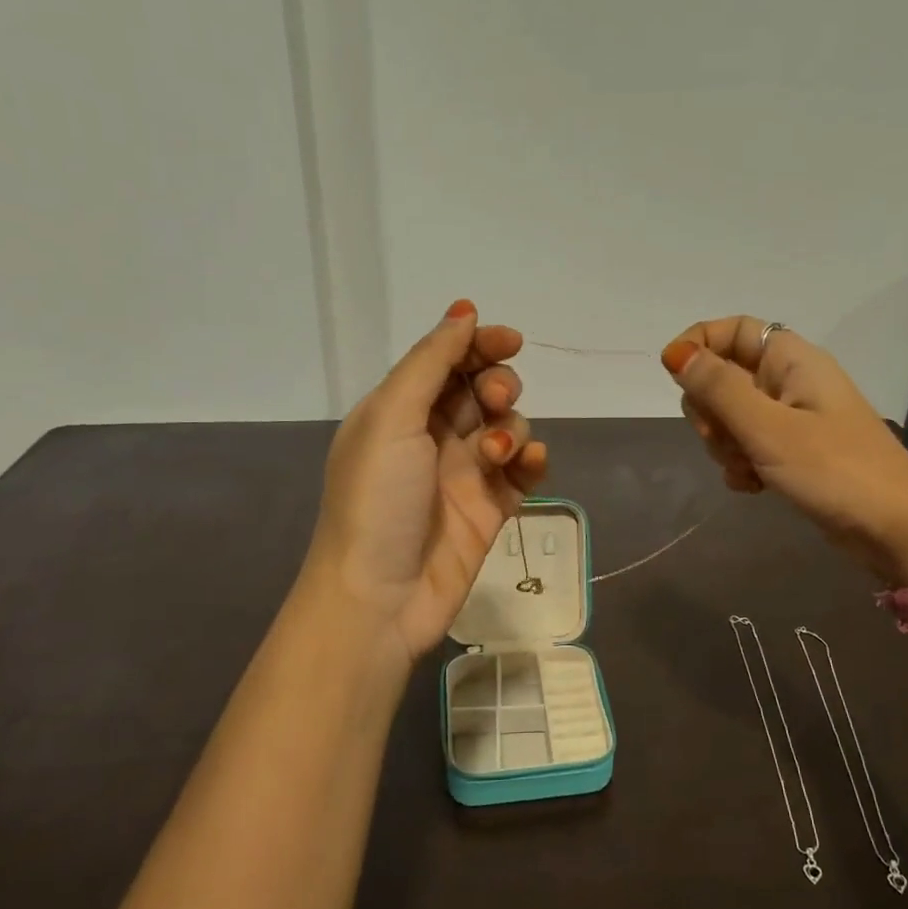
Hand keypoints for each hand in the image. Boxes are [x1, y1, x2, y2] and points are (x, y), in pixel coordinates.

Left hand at [308, 301, 547, 668]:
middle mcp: (432, 437)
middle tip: (494, 400)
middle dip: (497, 385)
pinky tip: (528, 463)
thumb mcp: (391, 418)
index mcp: (399, 411)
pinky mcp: (491, 509)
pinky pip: (522, 472)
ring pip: (508, 427)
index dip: (478, 345)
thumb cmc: (376, 500)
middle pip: (481, 391)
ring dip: (512, 428)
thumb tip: (463, 311)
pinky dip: (531, 461)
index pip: (447, 362)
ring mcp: (464, 475)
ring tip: (495, 454)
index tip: (509, 341)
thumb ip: (430, 362)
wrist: (379, 597)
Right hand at [660, 316, 907, 585]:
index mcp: (791, 361)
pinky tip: (754, 487)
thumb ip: (718, 389)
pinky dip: (743, 465)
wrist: (897, 530)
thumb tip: (676, 353)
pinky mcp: (795, 453)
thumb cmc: (834, 470)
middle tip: (724, 439)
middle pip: (725, 377)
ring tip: (748, 469)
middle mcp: (791, 382)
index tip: (674, 375)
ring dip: (726, 444)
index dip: (699, 344)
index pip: (733, 329)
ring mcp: (794, 419)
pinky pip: (750, 446)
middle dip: (711, 410)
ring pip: (733, 417)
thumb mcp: (767, 427)